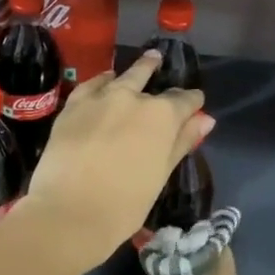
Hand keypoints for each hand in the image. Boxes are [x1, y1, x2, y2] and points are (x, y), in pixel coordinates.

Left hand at [15, 50, 209, 273]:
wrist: (69, 212)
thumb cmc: (124, 205)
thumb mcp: (160, 176)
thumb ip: (181, 143)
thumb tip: (205, 119)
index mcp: (162, 116)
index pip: (184, 101)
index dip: (192, 102)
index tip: (196, 104)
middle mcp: (133, 98)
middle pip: (150, 80)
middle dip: (158, 72)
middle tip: (160, 63)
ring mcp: (100, 98)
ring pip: (122, 76)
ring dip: (135, 70)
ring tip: (144, 62)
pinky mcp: (73, 106)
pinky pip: (92, 84)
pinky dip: (102, 80)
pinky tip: (106, 80)